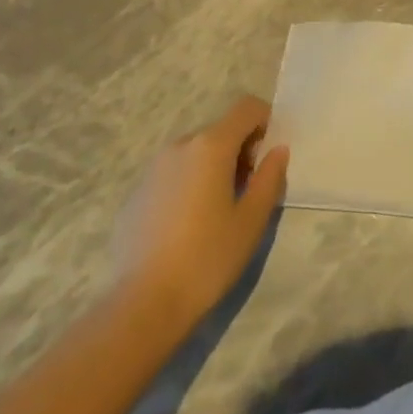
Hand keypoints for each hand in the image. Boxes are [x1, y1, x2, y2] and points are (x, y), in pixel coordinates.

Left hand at [112, 95, 288, 329]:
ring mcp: (152, 170)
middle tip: (249, 189)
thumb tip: (277, 151)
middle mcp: (180, 146)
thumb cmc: (208, 257)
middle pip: (220, 130)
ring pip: (195, 153)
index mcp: (211, 146)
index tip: (269, 156)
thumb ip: (270, 176)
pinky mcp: (135, 194)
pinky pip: (172, 175)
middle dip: (241, 149)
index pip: (246, 108)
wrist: (143, 306)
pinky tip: (188, 226)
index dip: (265, 122)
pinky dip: (188, 184)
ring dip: (213, 166)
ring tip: (218, 209)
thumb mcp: (253, 218)